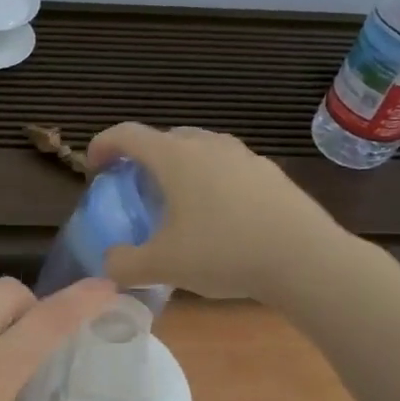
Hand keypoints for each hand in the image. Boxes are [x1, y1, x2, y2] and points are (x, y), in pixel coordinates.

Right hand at [88, 122, 348, 298]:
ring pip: (199, 151)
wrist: (305, 259)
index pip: (127, 134)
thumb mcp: (163, 266)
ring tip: (177, 204)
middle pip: (164, 139)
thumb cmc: (224, 252)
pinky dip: (211, 183)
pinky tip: (219, 218)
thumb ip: (124, 264)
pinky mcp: (270, 173)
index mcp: (175, 157)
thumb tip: (110, 264)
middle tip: (136, 191)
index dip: (103, 145)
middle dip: (143, 159)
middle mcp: (208, 145)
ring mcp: (244, 156)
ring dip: (179, 169)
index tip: (94, 167)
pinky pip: (227, 168)